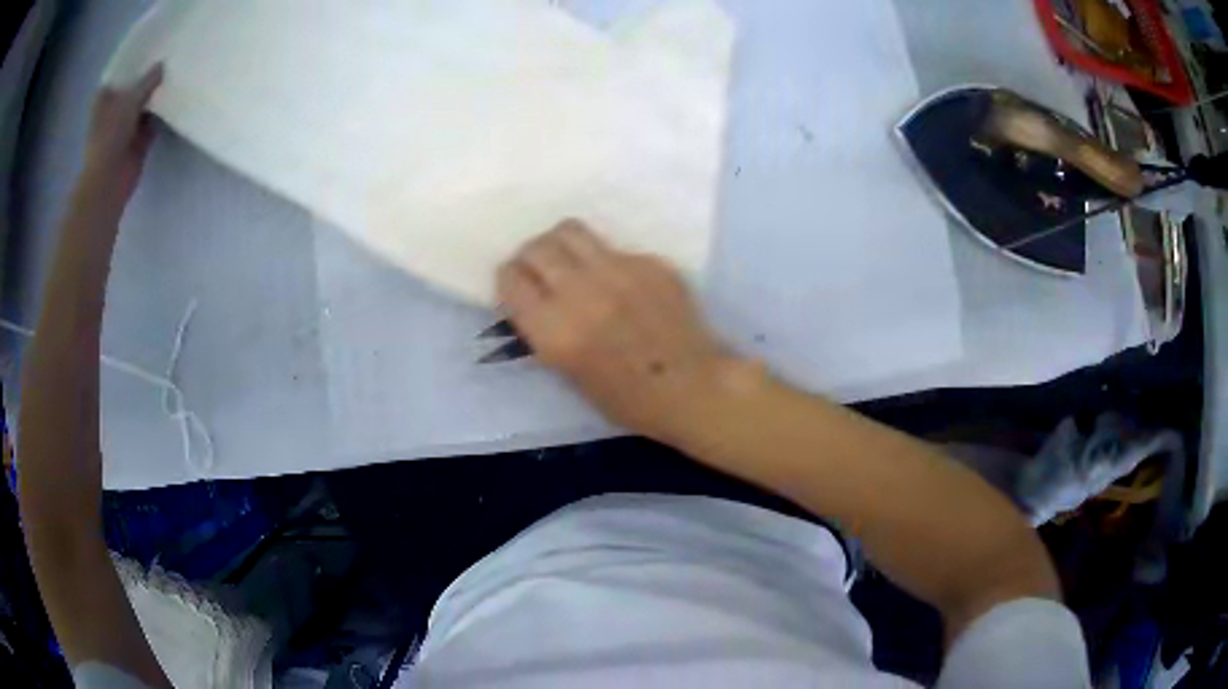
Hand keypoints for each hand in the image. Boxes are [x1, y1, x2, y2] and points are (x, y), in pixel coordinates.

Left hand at [79, 64, 163, 209]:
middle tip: (171, 51)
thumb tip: (164, 65)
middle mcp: (114, 108)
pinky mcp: (138, 139)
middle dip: (149, 73)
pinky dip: (162, 111)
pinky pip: (154, 119)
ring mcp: (126, 124)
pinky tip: (176, 96)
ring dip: (157, 92)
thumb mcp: (129, 100)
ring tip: (177, 70)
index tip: (155, 40)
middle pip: (135, 84)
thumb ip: (147, 80)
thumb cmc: (109, 140)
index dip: (137, 56)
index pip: (123, 68)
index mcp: (105, 96)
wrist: (108, 183)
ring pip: (145, 101)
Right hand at [498, 220, 754, 441]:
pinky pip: (613, 247)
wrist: (694, 388)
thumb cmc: (628, 400)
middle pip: (536, 247)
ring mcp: (620, 271)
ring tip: (570, 262)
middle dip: (530, 257)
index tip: (517, 286)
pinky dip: (605, 260)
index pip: (510, 277)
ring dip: (561, 244)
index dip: (509, 279)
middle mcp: (582, 292)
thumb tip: (531, 296)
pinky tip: (620, 283)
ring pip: (571, 231)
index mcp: (556, 331)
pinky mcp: (650, 261)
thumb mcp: (569, 374)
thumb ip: (544, 330)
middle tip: (540, 270)